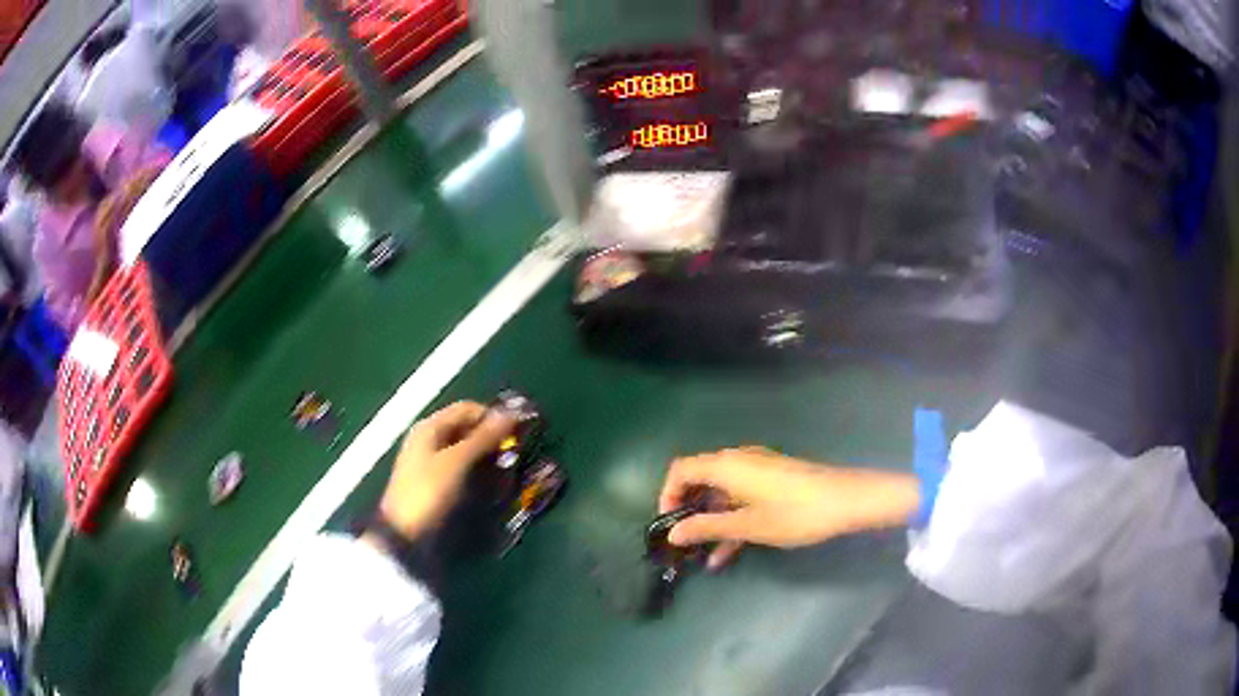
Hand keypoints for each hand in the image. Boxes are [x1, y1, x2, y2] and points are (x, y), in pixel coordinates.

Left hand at [375, 402, 515, 542]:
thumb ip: (484, 437)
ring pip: (470, 453)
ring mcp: (433, 462)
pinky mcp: (438, 484)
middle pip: (470, 431)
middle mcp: (431, 440)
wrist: (405, 534)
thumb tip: (512, 413)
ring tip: (503, 478)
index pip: (469, 409)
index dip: (493, 418)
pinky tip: (491, 490)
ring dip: (489, 462)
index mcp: (431, 427)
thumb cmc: (429, 491)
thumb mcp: (457, 461)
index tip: (516, 436)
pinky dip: (480, 476)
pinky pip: (466, 471)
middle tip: (512, 459)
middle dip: (493, 443)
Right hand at [659, 447, 919, 568]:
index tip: (667, 526)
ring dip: (710, 521)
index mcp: (727, 465)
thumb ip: (708, 528)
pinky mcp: (773, 480)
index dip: (667, 495)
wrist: (846, 500)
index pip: (681, 471)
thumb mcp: (748, 525)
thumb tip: (672, 533)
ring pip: (722, 493)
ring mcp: (757, 469)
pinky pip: (741, 497)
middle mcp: (738, 460)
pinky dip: (731, 519)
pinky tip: (728, 553)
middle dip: (688, 512)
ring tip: (702, 556)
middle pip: (700, 480)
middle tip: (683, 542)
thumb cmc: (794, 513)